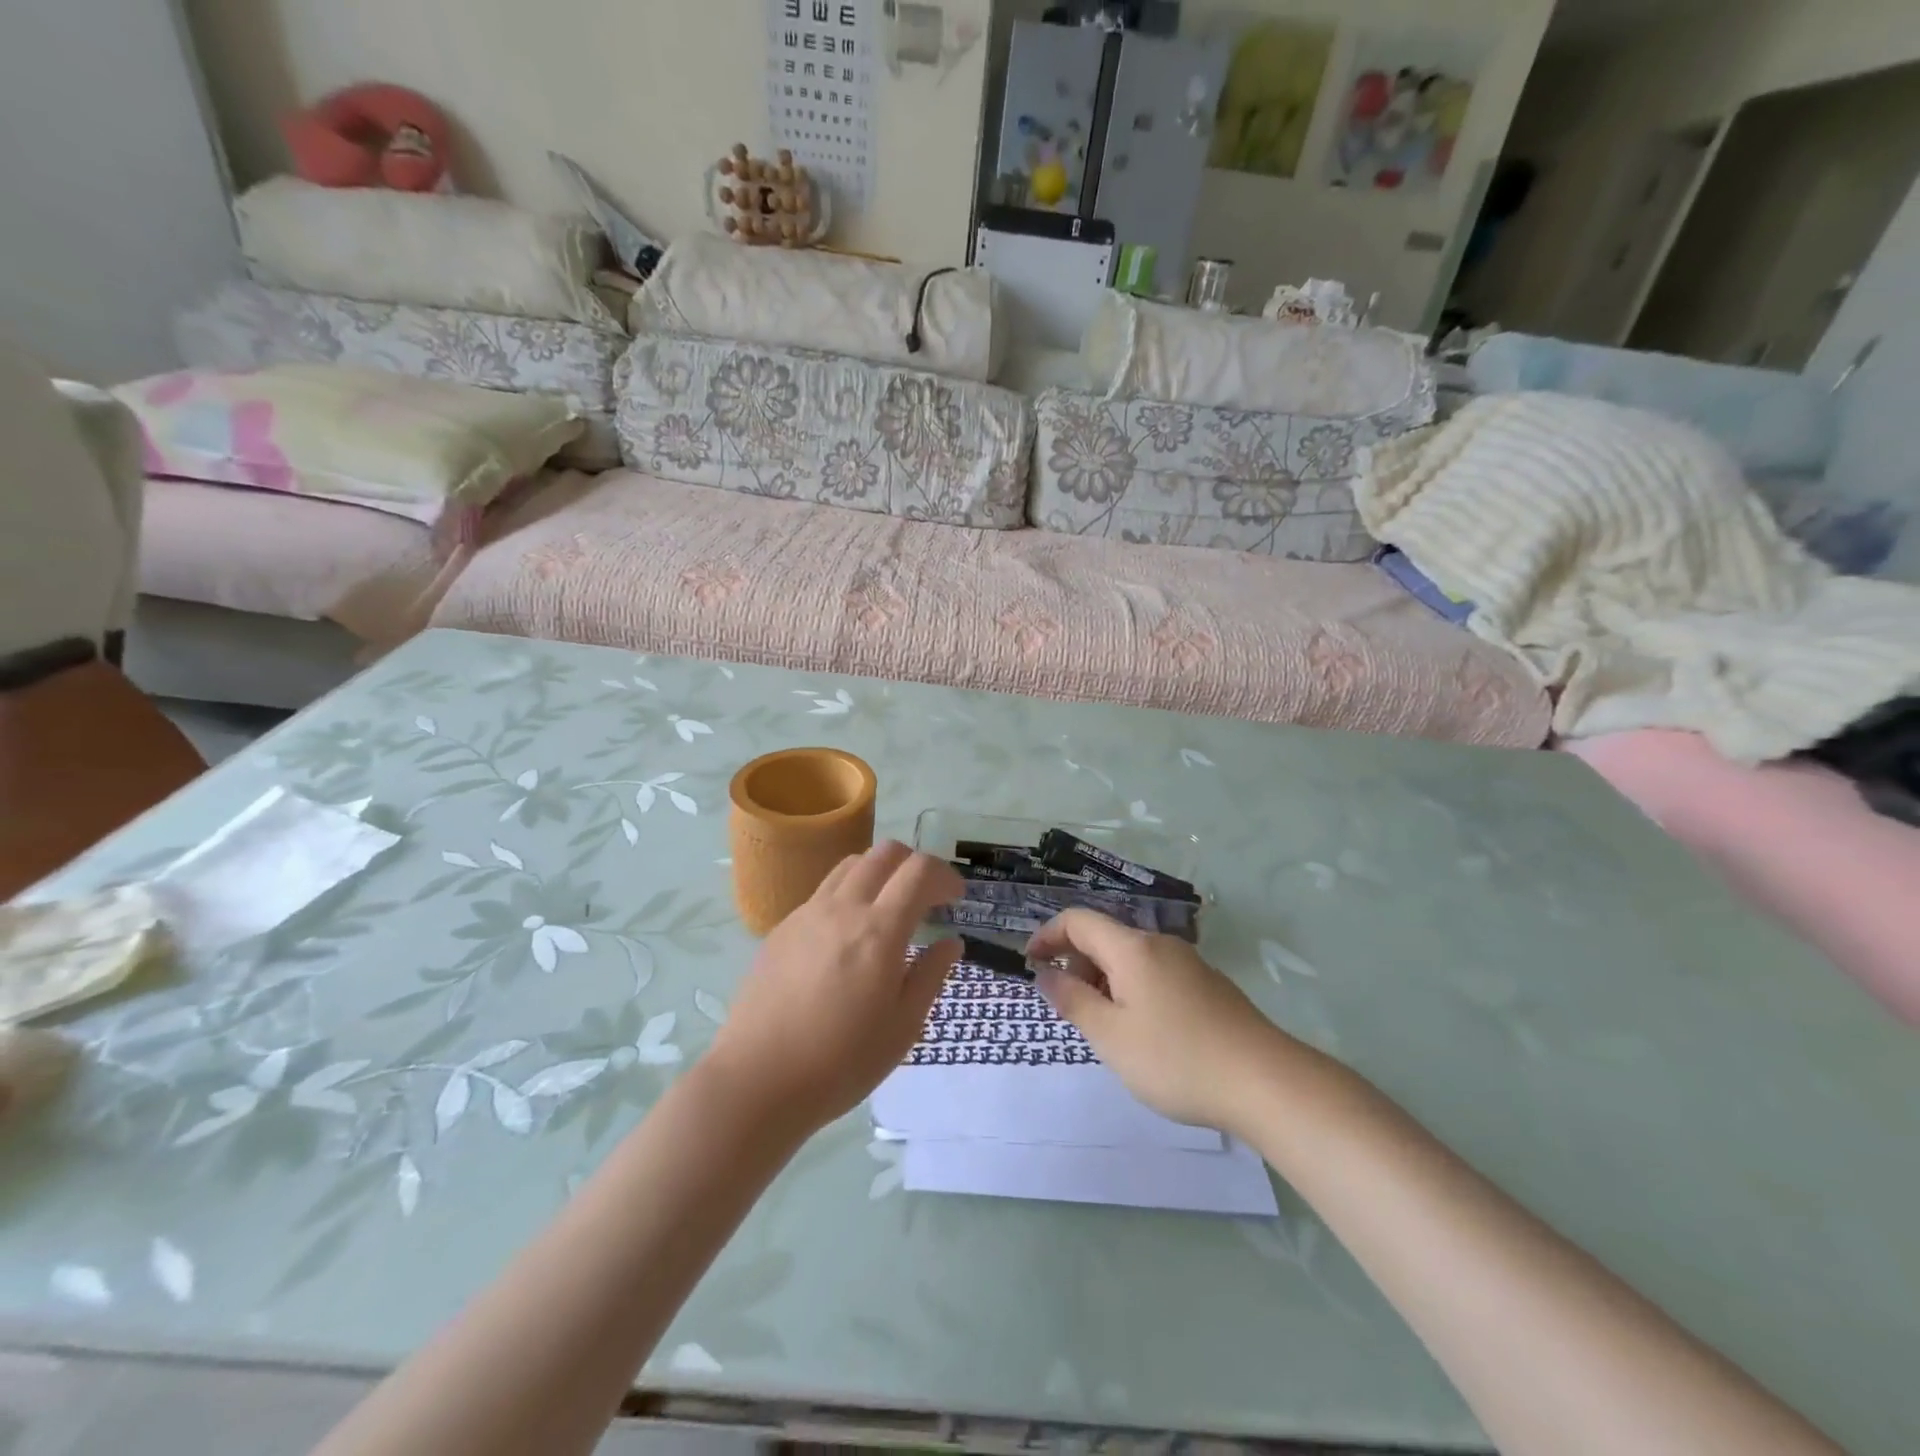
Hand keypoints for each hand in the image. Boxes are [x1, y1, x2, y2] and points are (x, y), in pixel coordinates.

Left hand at [703, 842, 962, 1135]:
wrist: (757, 1080)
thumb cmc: (841, 1062)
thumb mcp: (903, 1027)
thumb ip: (930, 976)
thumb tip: (950, 942)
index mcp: (879, 931)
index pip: (919, 871)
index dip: (945, 876)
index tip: (957, 900)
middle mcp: (843, 908)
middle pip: (884, 853)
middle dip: (914, 864)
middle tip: (926, 897)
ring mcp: (807, 914)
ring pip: (850, 865)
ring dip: (879, 872)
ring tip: (887, 908)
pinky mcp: (782, 928)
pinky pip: (823, 891)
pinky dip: (848, 894)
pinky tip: (847, 936)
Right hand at [1028, 910, 1295, 1133]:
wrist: (1266, 1082)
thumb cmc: (1176, 1059)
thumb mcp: (1111, 1036)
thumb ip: (1073, 1001)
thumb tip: (1045, 974)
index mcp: (1132, 948)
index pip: (1078, 920)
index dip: (1047, 936)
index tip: (1031, 965)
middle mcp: (1160, 944)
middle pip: (1105, 937)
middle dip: (1076, 963)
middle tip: (1069, 1009)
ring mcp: (1188, 963)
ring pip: (1131, 958)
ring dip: (1105, 980)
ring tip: (1105, 1028)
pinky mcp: (1208, 985)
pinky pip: (1155, 974)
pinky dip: (1132, 990)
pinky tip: (1144, 1033)